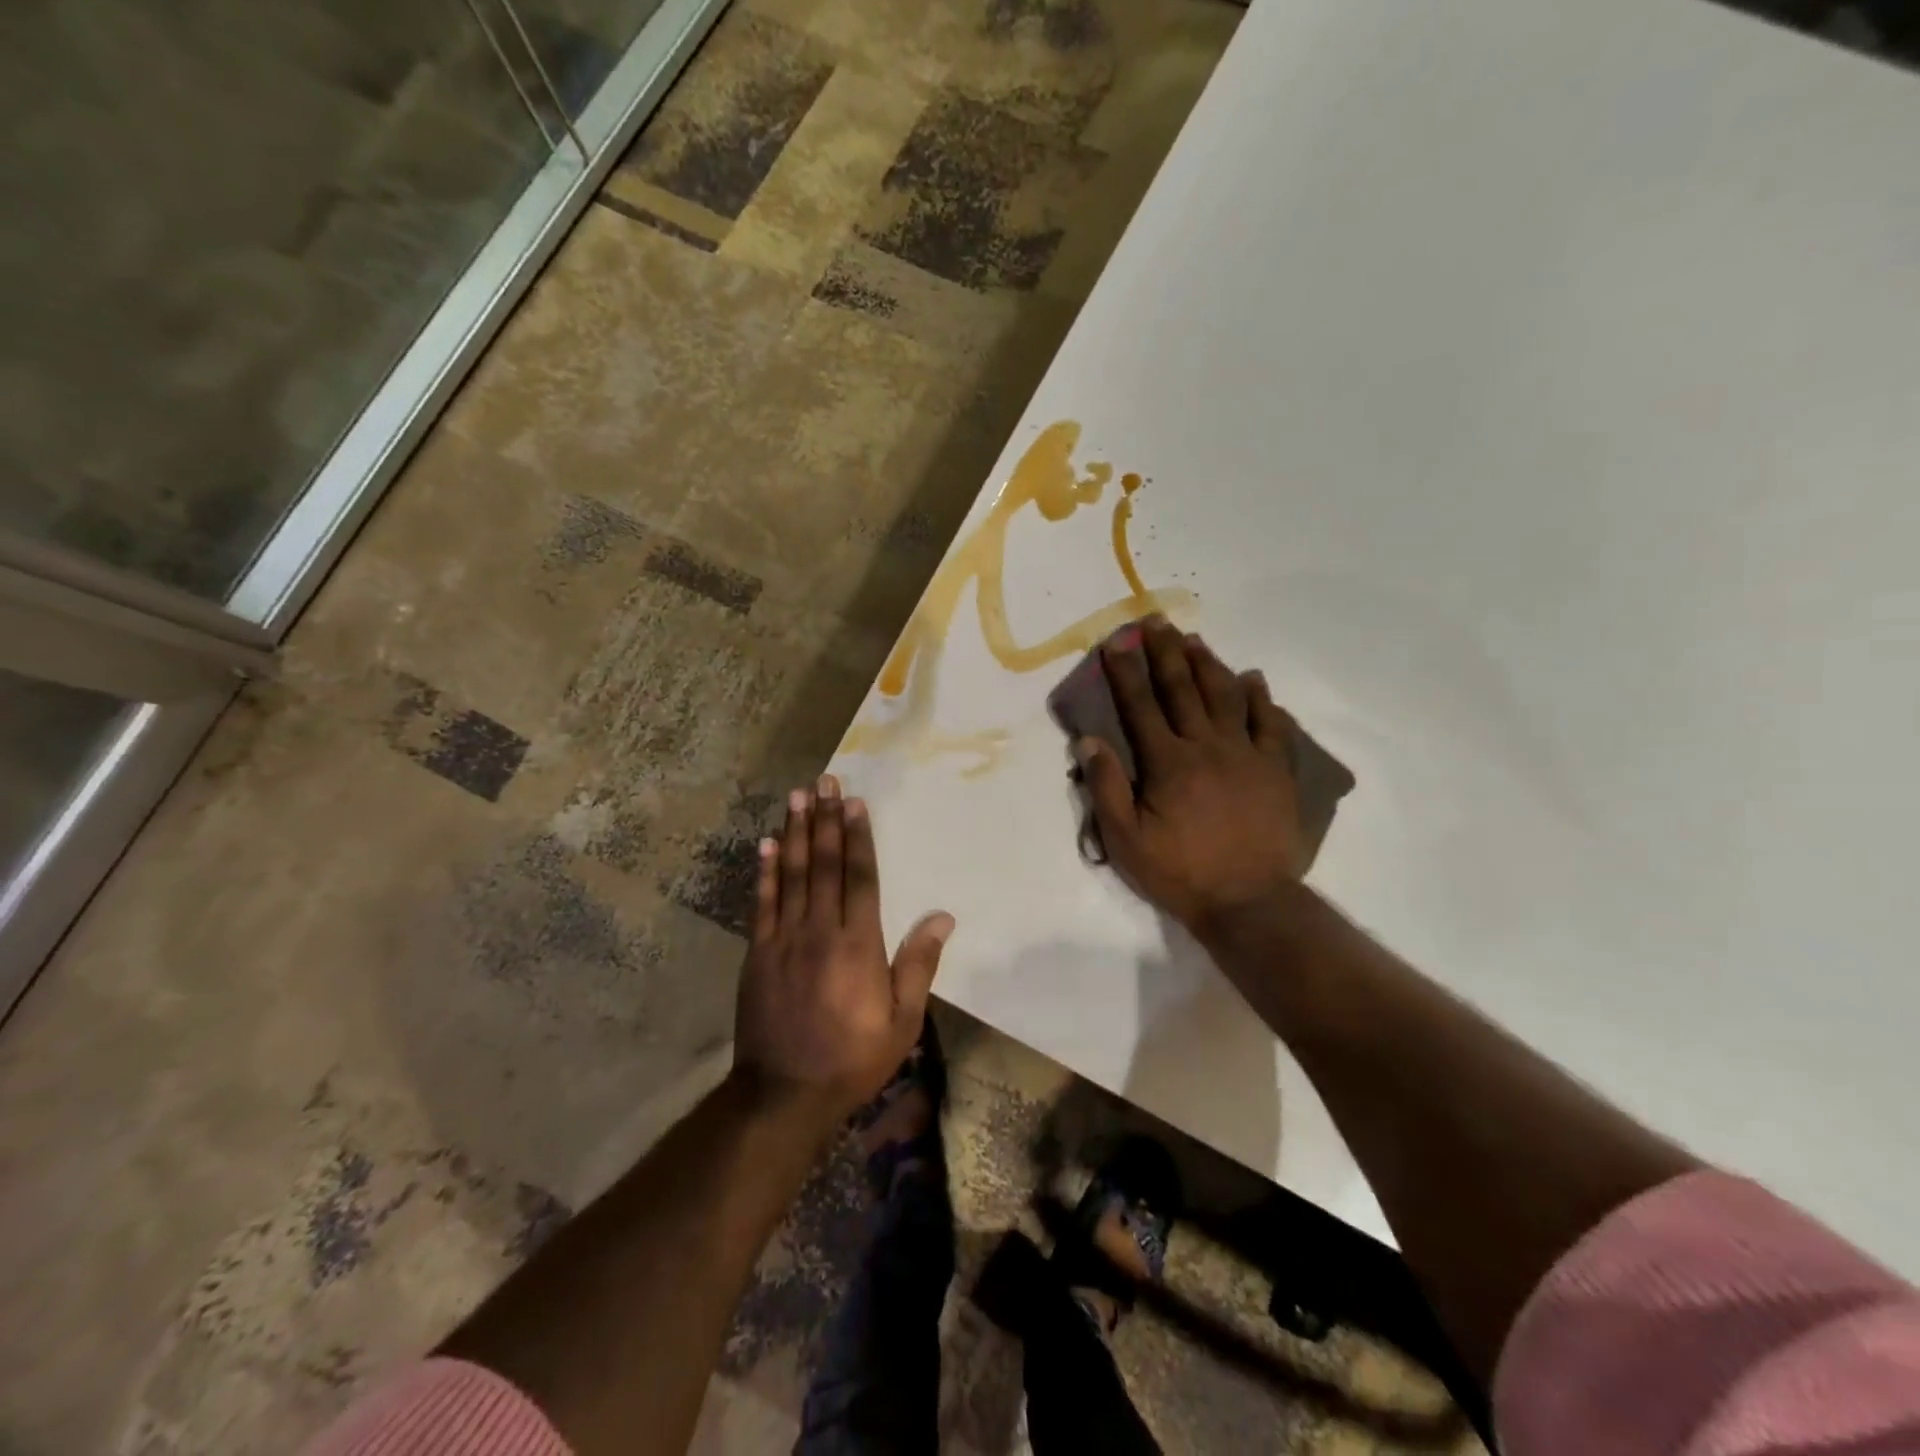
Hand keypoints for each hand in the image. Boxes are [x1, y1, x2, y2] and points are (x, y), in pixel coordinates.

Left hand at [732, 775, 954, 1124]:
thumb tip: (943, 917)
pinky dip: (765, 871)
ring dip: (796, 833)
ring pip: (793, 874)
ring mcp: (784, 939)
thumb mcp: (902, 1021)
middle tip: (823, 781)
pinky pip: (762, 902)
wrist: (784, 1093)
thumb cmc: (852, 1058)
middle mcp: (821, 930)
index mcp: (859, 944)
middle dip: (826, 820)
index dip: (859, 837)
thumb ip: (919, 965)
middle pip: (825, 864)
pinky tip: (766, 844)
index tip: (855, 802)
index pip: (861, 877)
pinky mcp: (758, 952)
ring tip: (797, 797)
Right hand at [1076, 618, 1308, 938]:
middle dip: (1165, 652)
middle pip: (1183, 689)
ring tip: (1194, 639)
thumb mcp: (1126, 840)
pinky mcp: (1275, 769)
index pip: (1141, 705)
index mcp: (1168, 762)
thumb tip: (1088, 740)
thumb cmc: (1180, 873)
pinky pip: (1270, 724)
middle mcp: (1206, 746)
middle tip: (1156, 621)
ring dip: (1208, 664)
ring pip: (1226, 696)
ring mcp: (1246, 754)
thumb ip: (1106, 787)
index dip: (1126, 670)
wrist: (1249, 902)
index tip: (1117, 640)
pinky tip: (1253, 678)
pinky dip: (1261, 698)